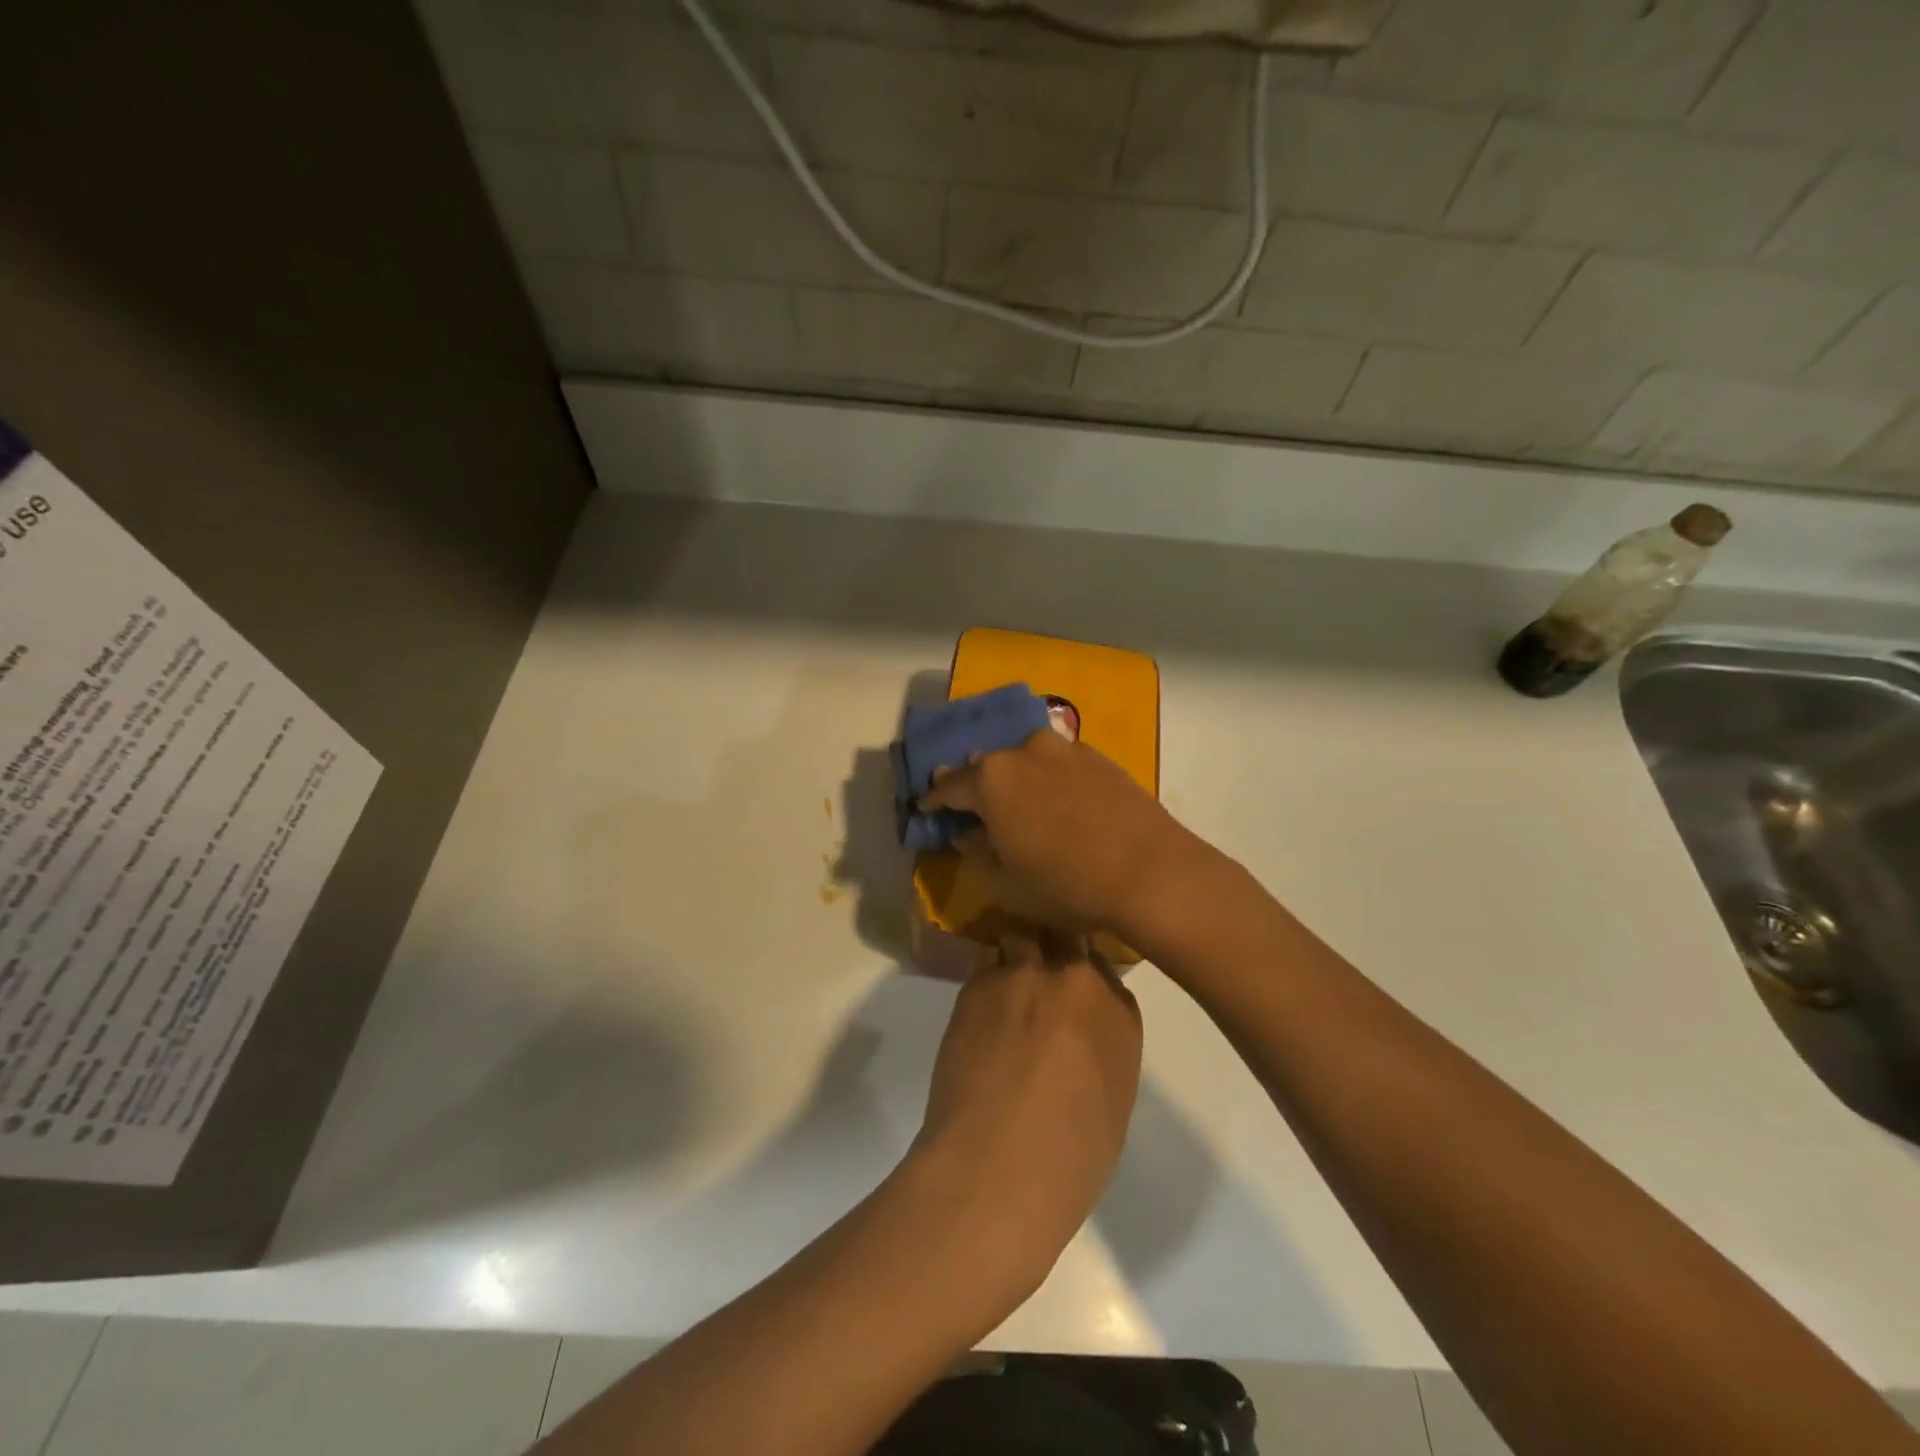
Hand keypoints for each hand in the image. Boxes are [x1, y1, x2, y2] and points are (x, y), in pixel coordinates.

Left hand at [909, 932, 1142, 1299]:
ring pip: (1021, 935)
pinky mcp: (978, 984)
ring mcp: (1024, 975)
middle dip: (1053, 943)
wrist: (1001, 1167)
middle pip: (1064, 932)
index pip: (1103, 964)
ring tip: (1006, 981)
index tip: (1071, 989)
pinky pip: (985, 961)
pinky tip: (981, 1005)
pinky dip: (986, 974)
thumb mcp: (1112, 1099)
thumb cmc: (1071, 1158)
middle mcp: (1075, 979)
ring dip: (1016, 951)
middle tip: (1039, 970)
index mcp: (1119, 1011)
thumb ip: (1101, 1046)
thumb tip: (1078, 1035)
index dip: (1083, 973)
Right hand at [918, 729, 1218, 945]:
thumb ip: (977, 852)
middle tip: (969, 806)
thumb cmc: (1066, 885)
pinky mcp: (1100, 758)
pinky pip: (1059, 764)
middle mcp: (1025, 752)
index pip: (948, 786)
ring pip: (1025, 759)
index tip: (925, 810)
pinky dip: (1048, 779)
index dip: (933, 801)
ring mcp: (1066, 750)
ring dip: (1014, 778)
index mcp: (992, 779)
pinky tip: (1056, 803)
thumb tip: (968, 833)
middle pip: (987, 765)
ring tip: (1015, 802)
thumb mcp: (1006, 883)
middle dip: (974, 785)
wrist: (1152, 874)